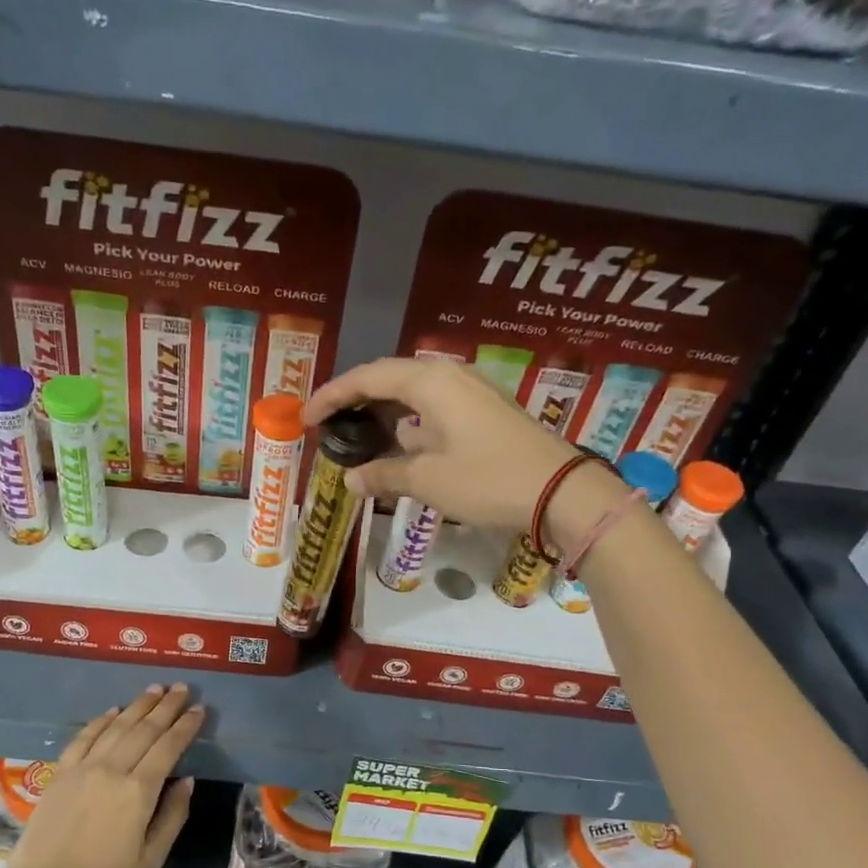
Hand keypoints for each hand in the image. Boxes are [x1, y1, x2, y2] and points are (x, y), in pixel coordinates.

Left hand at [0, 683, 203, 867]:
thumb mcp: (150, 859)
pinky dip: (101, 720)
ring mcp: (83, 768)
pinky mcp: (60, 773)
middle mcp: (112, 770)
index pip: (168, 747)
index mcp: (139, 792)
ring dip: (138, 706)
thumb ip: (172, 816)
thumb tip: (186, 779)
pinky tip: (114, 710)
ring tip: (155, 690)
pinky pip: (84, 737)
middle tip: (182, 688)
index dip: (185, 726)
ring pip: (116, 727)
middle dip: (166, 707)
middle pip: (144, 729)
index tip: (199, 709)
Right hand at [302, 358, 626, 540]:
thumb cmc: (487, 479)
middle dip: (355, 400)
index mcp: (430, 380)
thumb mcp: (428, 479)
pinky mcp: (487, 411)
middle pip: (389, 378)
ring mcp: (472, 391)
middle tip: (328, 424)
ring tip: (357, 435)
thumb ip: (384, 474)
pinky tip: (400, 445)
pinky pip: (435, 407)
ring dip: (383, 412)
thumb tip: (351, 479)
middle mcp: (450, 375)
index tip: (305, 418)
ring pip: (413, 393)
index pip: (367, 378)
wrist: (562, 492)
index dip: (331, 396)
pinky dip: (410, 423)